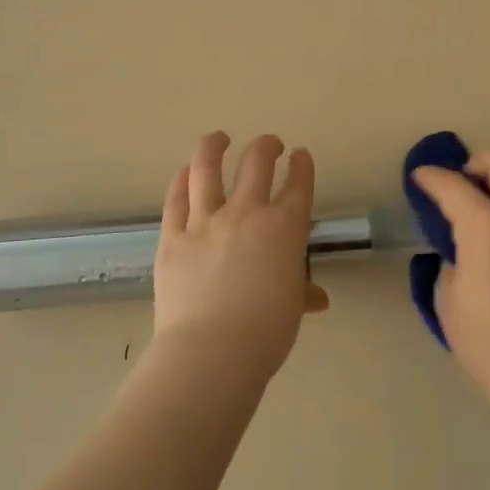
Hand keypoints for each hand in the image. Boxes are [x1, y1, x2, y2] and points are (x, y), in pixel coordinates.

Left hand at [152, 132, 328, 382]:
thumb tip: (316, 297)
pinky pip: (175, 198)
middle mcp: (246, 213)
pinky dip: (181, 180)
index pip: (298, 185)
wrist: (212, 351)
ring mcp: (205, 221)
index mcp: (284, 229)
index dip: (302, 165)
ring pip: (207, 168)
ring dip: (214, 146)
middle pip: (257, 162)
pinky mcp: (173, 236)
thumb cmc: (265, 333)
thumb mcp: (292, 308)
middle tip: (270, 144)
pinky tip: (184, 172)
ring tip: (219, 138)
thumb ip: (301, 292)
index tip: (301, 157)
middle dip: (266, 146)